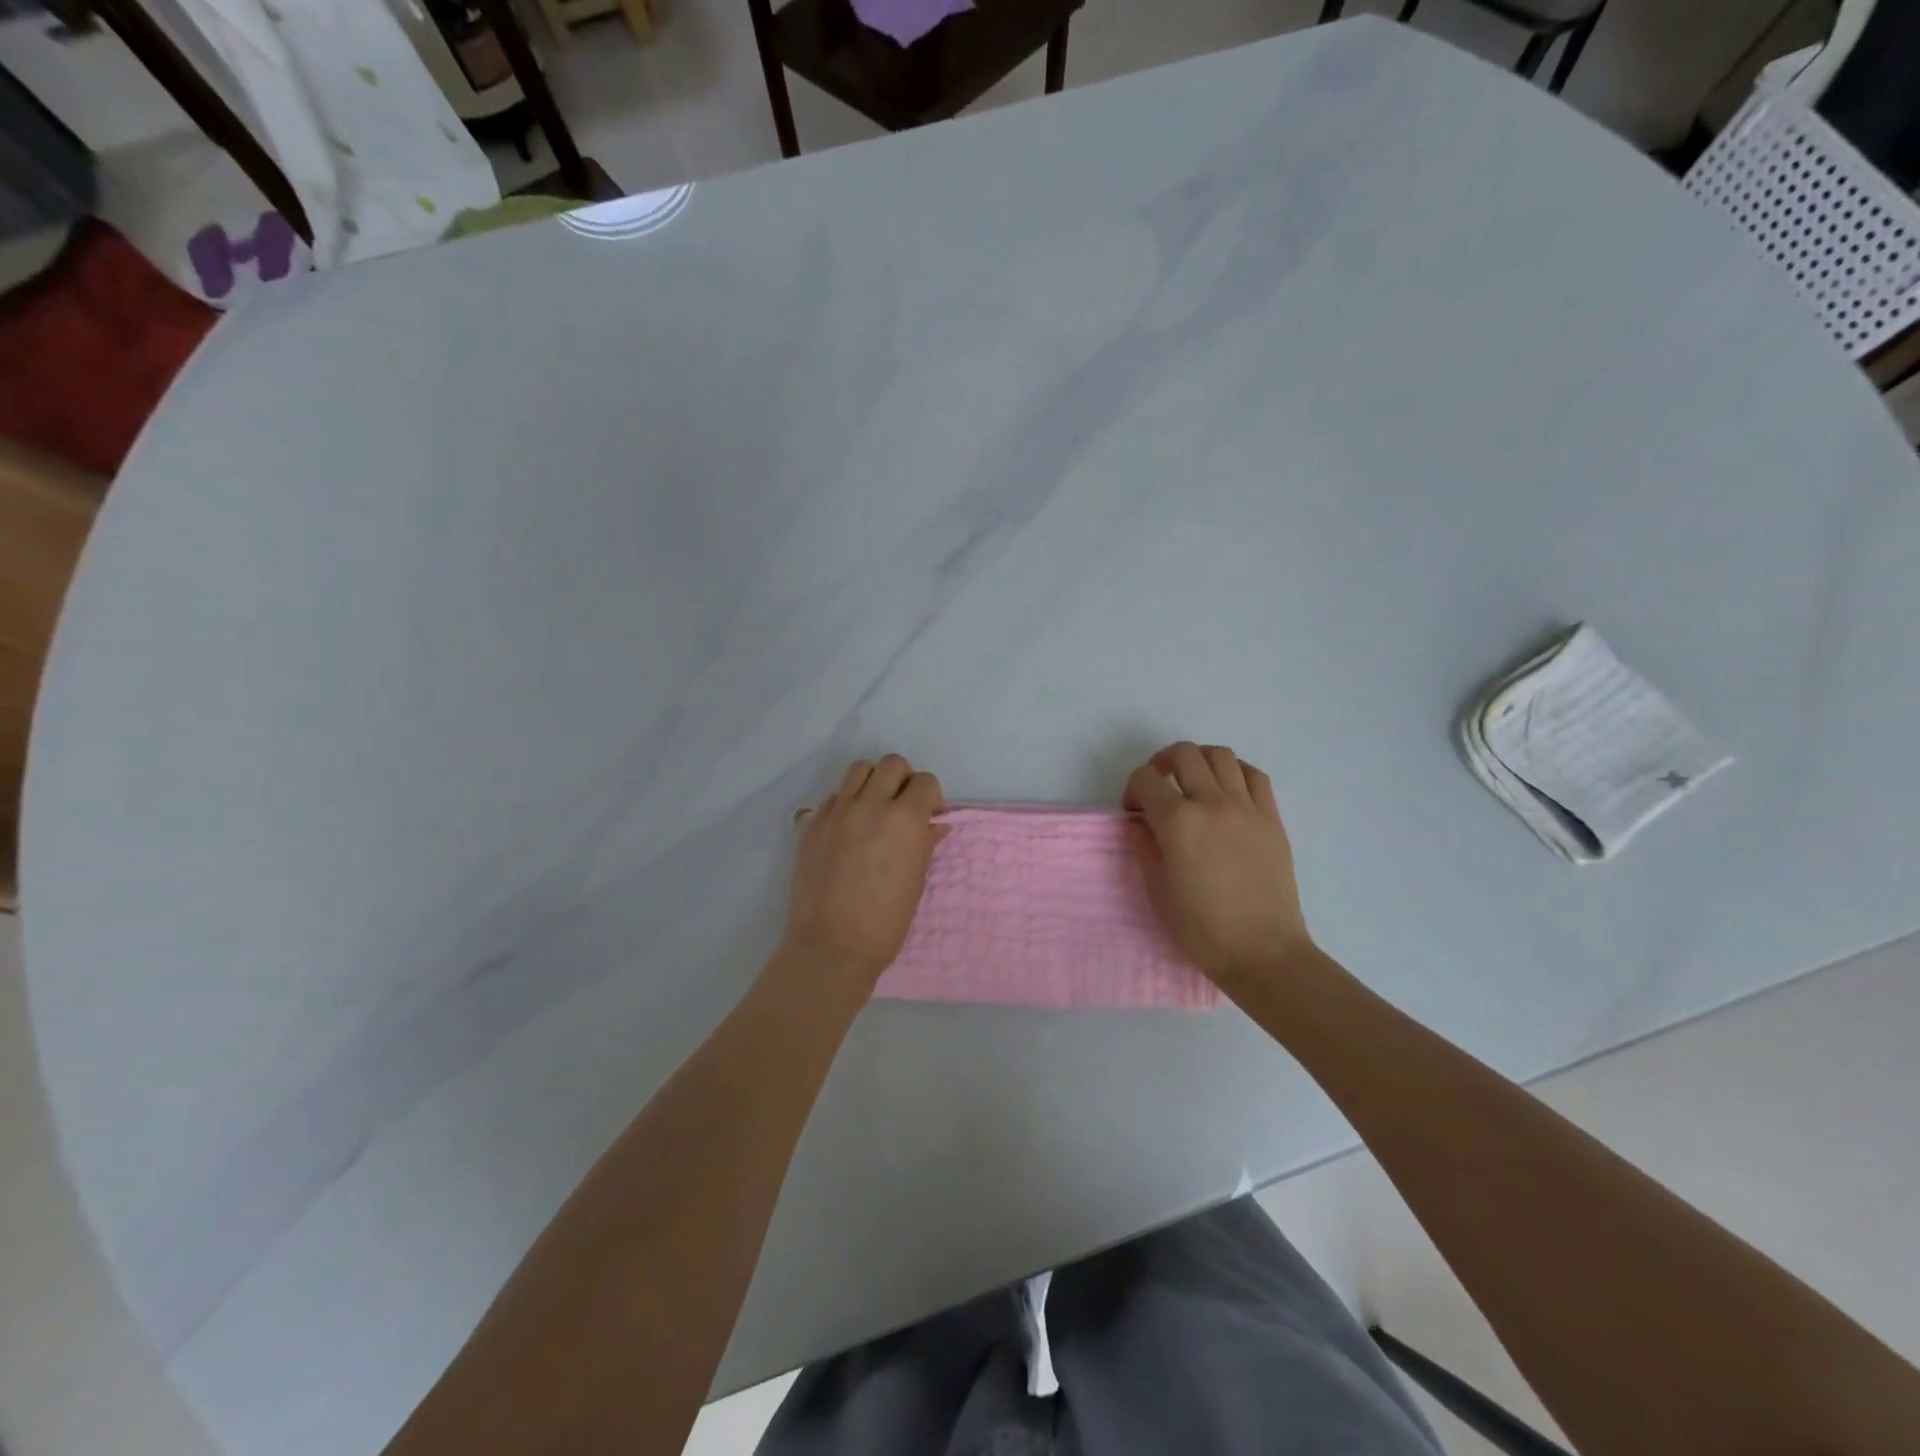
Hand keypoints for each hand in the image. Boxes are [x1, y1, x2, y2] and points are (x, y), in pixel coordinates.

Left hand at [781, 754, 944, 991]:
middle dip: (904, 780)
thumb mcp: (917, 879)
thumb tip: (936, 823)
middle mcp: (870, 805)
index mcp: (903, 819)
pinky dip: (848, 803)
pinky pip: (835, 796)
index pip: (925, 781)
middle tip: (903, 808)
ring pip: (859, 769)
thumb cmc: (886, 920)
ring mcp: (837, 812)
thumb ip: (926, 842)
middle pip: (892, 764)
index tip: (929, 817)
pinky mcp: (813, 824)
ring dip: (873, 782)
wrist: (833, 944)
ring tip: (875, 809)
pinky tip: (850, 830)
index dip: (931, 797)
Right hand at [1124, 742, 1315, 993]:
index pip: (1146, 779)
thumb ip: (1145, 847)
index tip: (1134, 812)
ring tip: (1192, 782)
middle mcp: (1212, 803)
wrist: (1263, 952)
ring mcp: (1247, 808)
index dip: (1132, 790)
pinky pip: (1254, 775)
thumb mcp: (1158, 890)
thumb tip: (1141, 824)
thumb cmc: (1202, 929)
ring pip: (1220, 755)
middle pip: (1183, 754)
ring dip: (1199, 760)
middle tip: (1159, 788)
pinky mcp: (1272, 818)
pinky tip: (1227, 791)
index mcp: (1178, 822)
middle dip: (1161, 763)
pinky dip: (1235, 772)